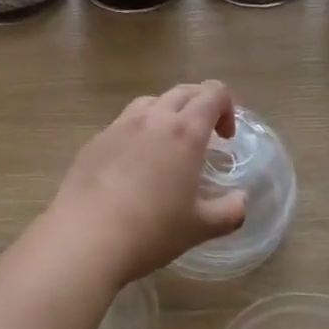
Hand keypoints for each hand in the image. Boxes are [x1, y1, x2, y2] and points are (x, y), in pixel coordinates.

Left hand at [43, 82, 244, 285]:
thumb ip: (230, 211)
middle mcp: (153, 119)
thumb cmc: (151, 230)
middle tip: (205, 137)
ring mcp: (119, 126)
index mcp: (184, 132)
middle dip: (200, 105)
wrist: (85, 236)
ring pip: (150, 102)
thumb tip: (242, 200)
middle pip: (183, 91)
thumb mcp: (199, 228)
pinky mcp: (95, 140)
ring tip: (168, 144)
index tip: (225, 138)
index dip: (227, 107)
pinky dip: (138, 131)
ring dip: (167, 112)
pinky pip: (123, 122)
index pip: (213, 94)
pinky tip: (134, 164)